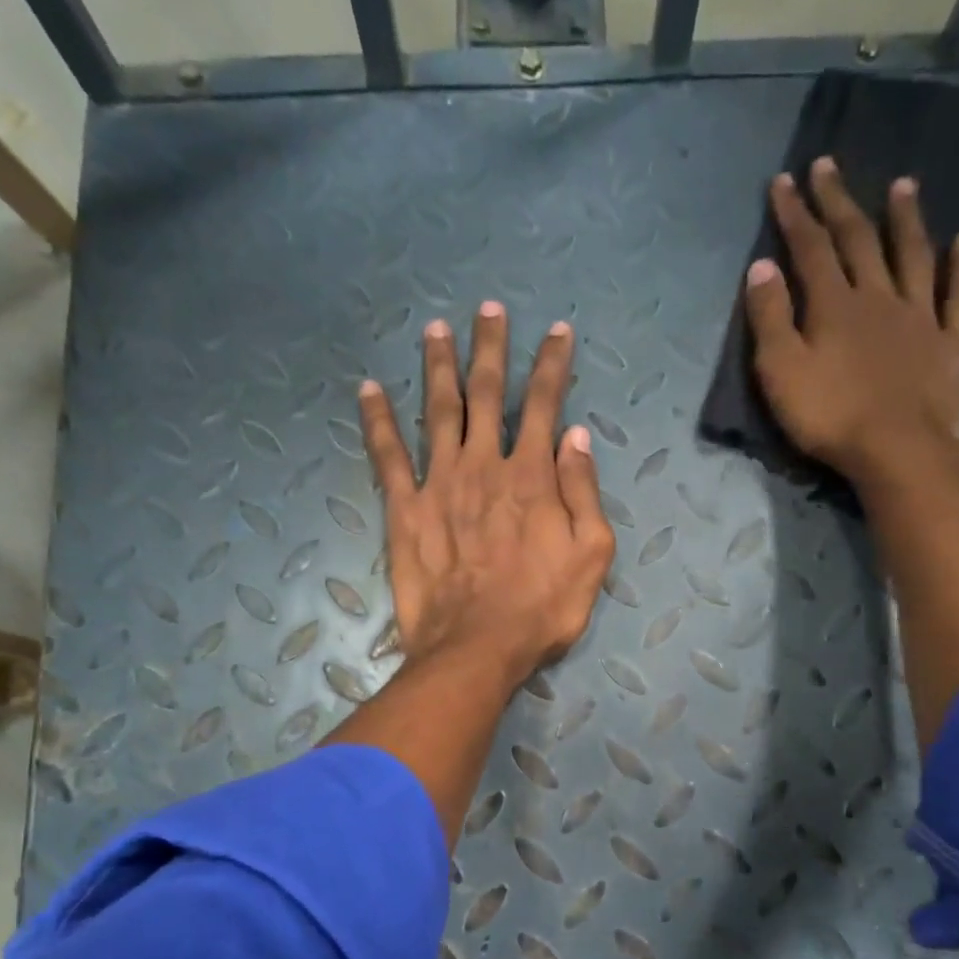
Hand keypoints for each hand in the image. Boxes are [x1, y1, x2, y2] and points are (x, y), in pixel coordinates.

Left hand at [358, 302, 615, 690]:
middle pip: (486, 393)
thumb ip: (583, 491)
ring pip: (437, 411)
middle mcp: (483, 465)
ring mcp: (439, 484)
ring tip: (435, 329)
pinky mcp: (404, 510)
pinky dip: (377, 421)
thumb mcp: (591, 555)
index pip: (544, 404)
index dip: (553, 364)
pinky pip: (387, 457)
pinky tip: (368, 389)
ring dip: (437, 367)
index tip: (557, 331)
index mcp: (531, 475)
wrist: (476, 648)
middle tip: (487, 309)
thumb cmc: (541, 608)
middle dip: (490, 347)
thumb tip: (576, 436)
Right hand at [744, 157, 958, 485]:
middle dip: (839, 201)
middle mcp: (878, 297)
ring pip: (912, 255)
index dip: (795, 214)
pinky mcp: (950, 342)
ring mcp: (919, 316)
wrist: (899, 450)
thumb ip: (769, 319)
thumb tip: (762, 266)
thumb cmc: (830, 416)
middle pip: (857, 239)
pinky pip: (958, 295)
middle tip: (829, 164)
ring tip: (902, 184)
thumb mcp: (781, 372)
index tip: (784, 181)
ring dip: (905, 218)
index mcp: (833, 305)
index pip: (810, 248)